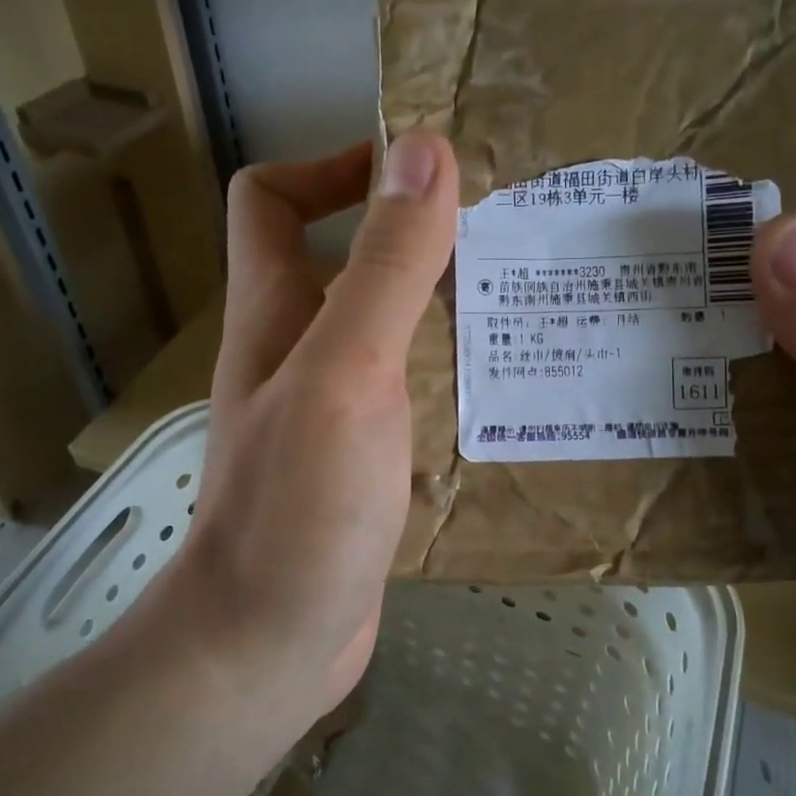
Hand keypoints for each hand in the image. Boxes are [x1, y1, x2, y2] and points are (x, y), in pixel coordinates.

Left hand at [177, 132, 457, 716]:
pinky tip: (507, 389)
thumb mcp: (348, 371)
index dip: (333, 168)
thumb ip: (386, 266)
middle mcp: (298, 351)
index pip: (273, 201)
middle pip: (346, 261)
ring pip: (386, 329)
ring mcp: (330, 409)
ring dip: (444, 306)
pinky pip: (409, 392)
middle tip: (506, 235)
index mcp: (276, 313)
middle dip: (416, 234)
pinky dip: (450, 375)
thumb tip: (424, 152)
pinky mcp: (362, 461)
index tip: (417, 173)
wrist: (268, 644)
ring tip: (528, 303)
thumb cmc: (297, 505)